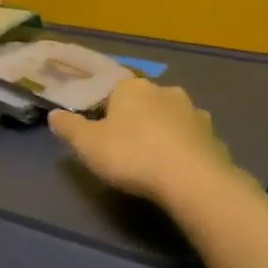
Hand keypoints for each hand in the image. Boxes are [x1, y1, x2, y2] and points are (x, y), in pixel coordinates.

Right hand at [49, 79, 233, 202]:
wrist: (191, 180)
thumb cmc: (131, 155)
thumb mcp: (87, 144)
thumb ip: (69, 127)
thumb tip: (54, 114)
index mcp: (131, 87)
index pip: (111, 91)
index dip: (103, 112)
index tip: (99, 134)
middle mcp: (164, 90)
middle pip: (142, 102)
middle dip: (134, 119)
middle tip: (123, 148)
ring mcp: (193, 111)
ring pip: (169, 118)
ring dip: (161, 132)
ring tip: (151, 160)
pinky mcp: (213, 135)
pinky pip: (190, 139)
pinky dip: (182, 148)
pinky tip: (176, 169)